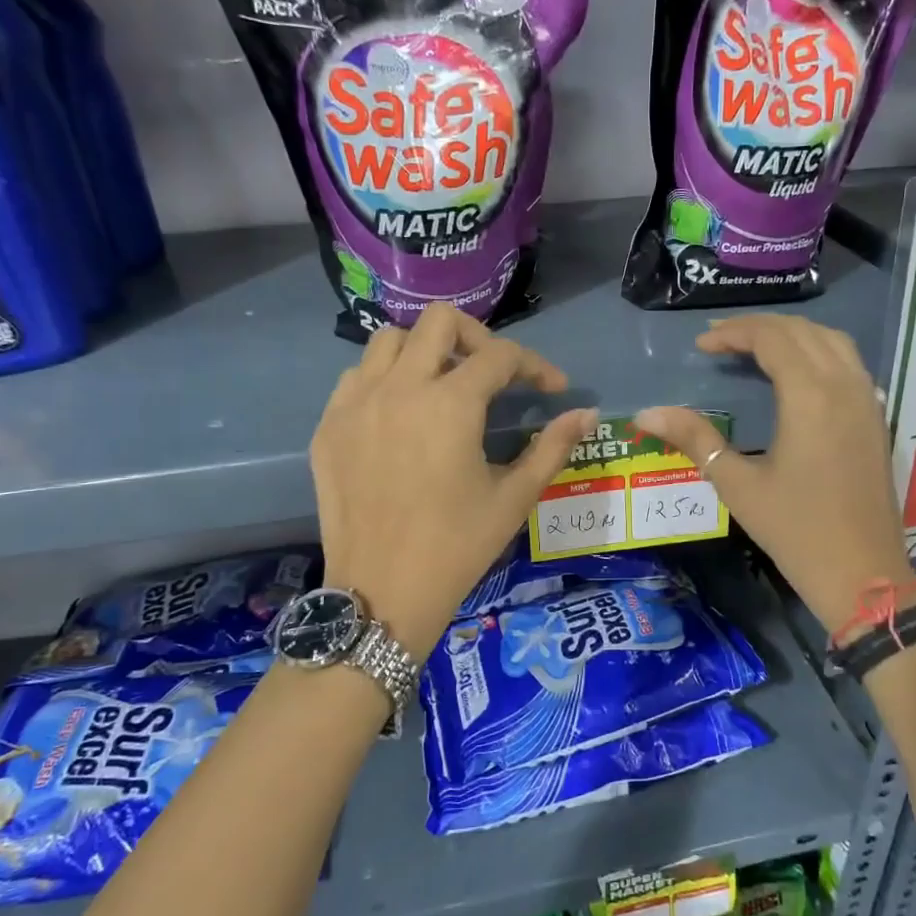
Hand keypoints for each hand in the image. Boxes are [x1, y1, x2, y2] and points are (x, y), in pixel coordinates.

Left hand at [311, 304, 597, 659]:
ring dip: (426, 351)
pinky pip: (357, 377)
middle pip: (440, 321)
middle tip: (494, 375)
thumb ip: (553, 447)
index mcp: (450, 404)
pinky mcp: (329, 426)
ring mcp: (356, 404)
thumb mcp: (514, 498)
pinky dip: (385, 379)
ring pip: (390, 341)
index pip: (501, 356)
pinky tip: (402, 414)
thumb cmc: (457, 548)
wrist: (381, 593)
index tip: (553, 389)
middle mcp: (399, 388)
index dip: (536, 365)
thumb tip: (586, 414)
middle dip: (478, 338)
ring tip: (444, 386)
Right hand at [635, 315, 915, 633]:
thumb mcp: (738, 484)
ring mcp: (868, 401)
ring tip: (756, 349)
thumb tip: (646, 413)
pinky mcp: (877, 420)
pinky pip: (850, 364)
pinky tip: (798, 375)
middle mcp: (845, 386)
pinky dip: (819, 353)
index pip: (772, 338)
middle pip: (803, 331)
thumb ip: (695, 439)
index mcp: (810, 396)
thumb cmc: (796, 530)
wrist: (863, 575)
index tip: (701, 346)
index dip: (734, 333)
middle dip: (760, 328)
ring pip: (833, 342)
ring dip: (793, 335)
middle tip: (721, 341)